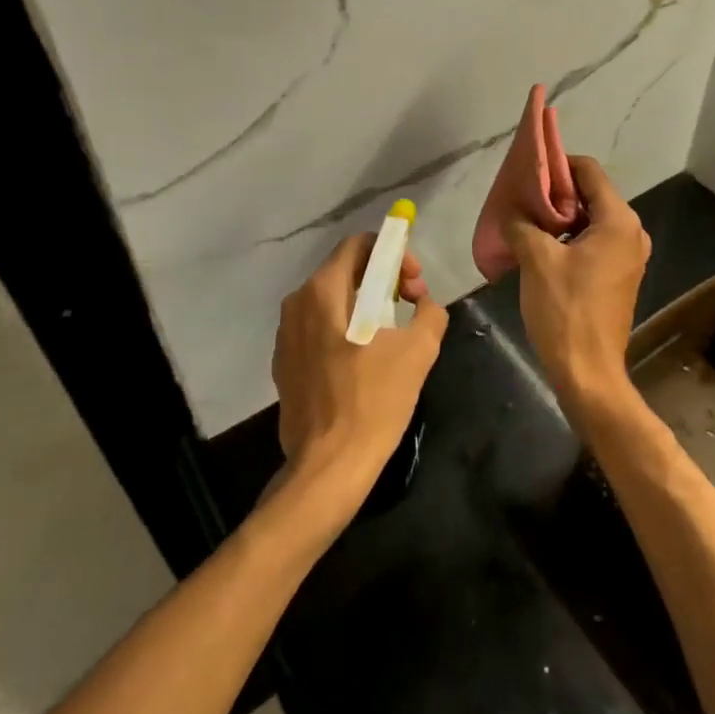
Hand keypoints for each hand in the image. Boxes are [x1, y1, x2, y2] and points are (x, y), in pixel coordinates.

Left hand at [271, 234, 447, 520]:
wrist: (328, 468)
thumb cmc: (373, 402)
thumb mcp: (418, 351)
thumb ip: (429, 312)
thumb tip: (425, 304)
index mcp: (322, 291)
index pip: (358, 245)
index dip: (393, 253)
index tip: (414, 283)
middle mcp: (296, 304)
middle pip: (345, 270)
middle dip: (383, 279)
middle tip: (411, 304)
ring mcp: (285, 336)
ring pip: (332, 301)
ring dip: (366, 305)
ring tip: (393, 334)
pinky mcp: (285, 364)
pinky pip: (319, 329)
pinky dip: (345, 330)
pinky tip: (365, 361)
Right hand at [505, 157, 650, 422]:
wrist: (588, 372)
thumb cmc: (565, 310)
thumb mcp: (536, 260)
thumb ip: (522, 224)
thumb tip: (512, 212)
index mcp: (618, 221)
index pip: (589, 171)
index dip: (558, 164)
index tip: (528, 170)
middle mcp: (631, 232)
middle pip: (591, 194)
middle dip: (556, 192)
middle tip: (521, 196)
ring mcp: (628, 256)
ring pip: (591, 220)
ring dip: (560, 217)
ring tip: (525, 220)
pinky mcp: (619, 276)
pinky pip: (594, 242)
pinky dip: (569, 238)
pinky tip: (540, 246)